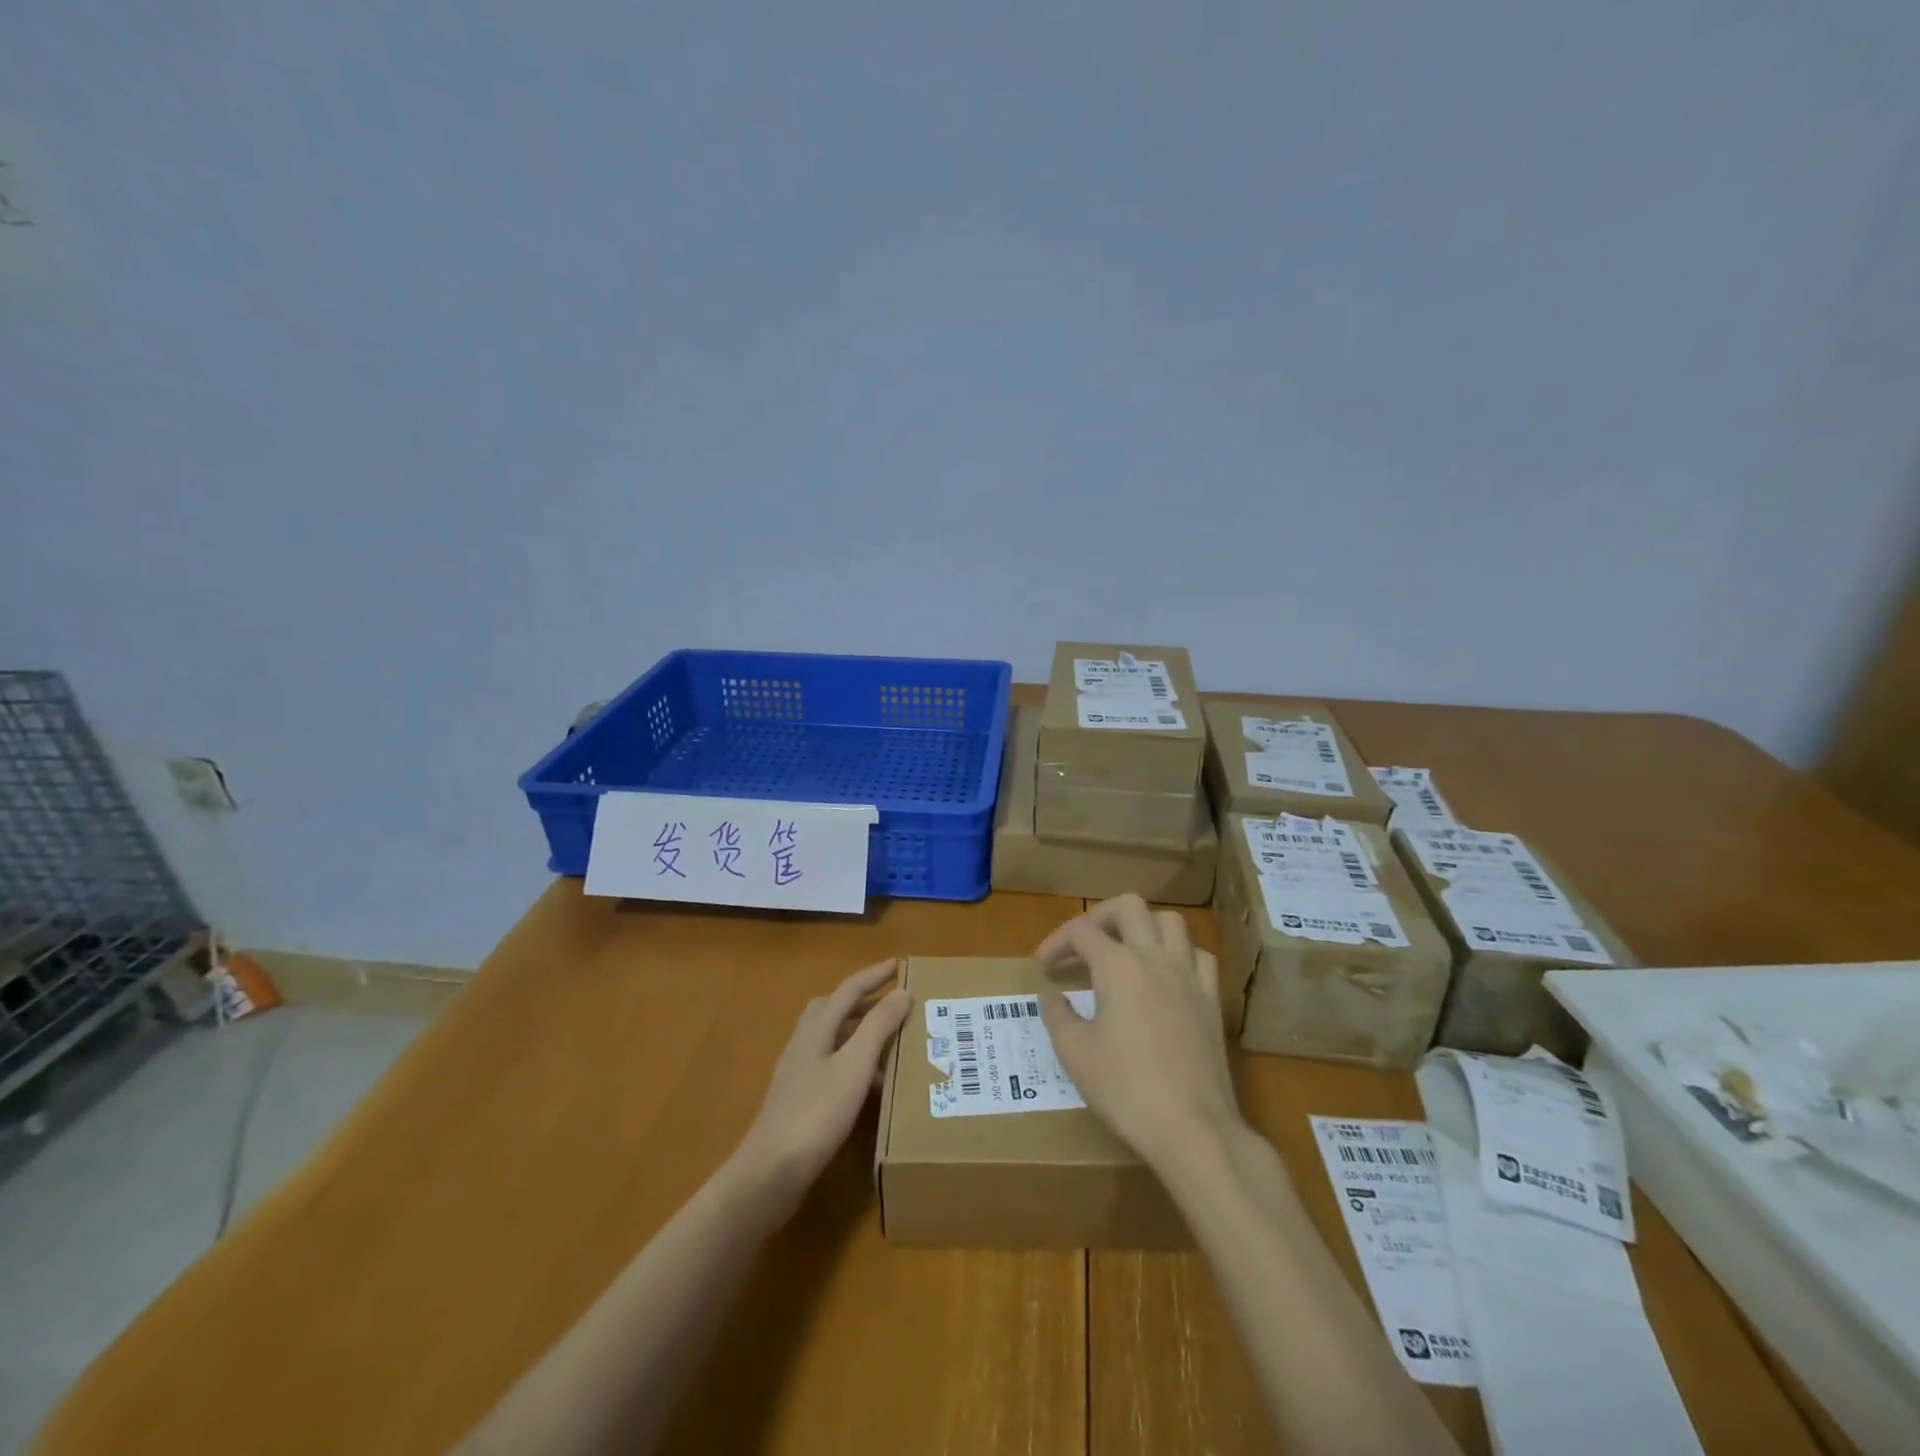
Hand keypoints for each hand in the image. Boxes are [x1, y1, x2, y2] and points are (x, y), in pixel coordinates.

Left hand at [734, 959, 910, 1207]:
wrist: (770, 1173)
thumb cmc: (816, 1114)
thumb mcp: (854, 1066)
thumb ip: (878, 1027)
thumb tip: (901, 992)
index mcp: (816, 1029)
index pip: (848, 990)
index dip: (874, 976)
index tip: (899, 965)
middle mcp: (804, 1044)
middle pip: (833, 1010)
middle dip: (863, 1003)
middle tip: (893, 1005)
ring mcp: (797, 1074)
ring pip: (832, 1040)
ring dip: (859, 1034)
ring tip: (890, 1046)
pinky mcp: (798, 1101)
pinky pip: (831, 1067)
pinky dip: (853, 1065)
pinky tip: (869, 1087)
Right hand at [1036, 895, 1242, 1170]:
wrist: (1193, 1129)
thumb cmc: (1126, 1090)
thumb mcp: (1075, 1054)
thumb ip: (1058, 1014)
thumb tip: (1052, 994)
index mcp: (1118, 966)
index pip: (1081, 932)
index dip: (1056, 943)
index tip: (1043, 968)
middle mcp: (1155, 958)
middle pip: (1128, 907)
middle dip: (1099, 917)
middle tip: (1082, 945)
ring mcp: (1189, 976)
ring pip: (1170, 922)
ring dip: (1143, 927)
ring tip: (1124, 952)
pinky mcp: (1212, 1001)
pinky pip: (1199, 956)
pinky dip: (1179, 954)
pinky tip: (1165, 976)